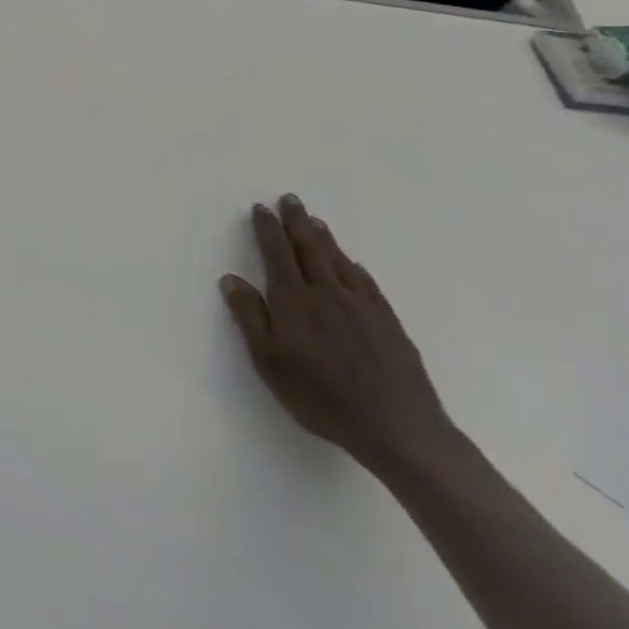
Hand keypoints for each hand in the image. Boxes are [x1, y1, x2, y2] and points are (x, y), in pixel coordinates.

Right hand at [220, 195, 455, 478]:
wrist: (398, 429)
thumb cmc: (320, 396)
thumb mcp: (268, 361)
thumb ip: (249, 317)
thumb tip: (231, 279)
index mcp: (295, 302)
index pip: (277, 254)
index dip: (268, 230)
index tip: (261, 209)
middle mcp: (328, 295)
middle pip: (310, 249)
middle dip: (297, 223)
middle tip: (290, 199)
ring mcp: (363, 308)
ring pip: (340, 262)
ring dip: (325, 239)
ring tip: (316, 222)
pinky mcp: (389, 325)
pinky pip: (368, 285)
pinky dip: (356, 268)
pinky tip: (354, 265)